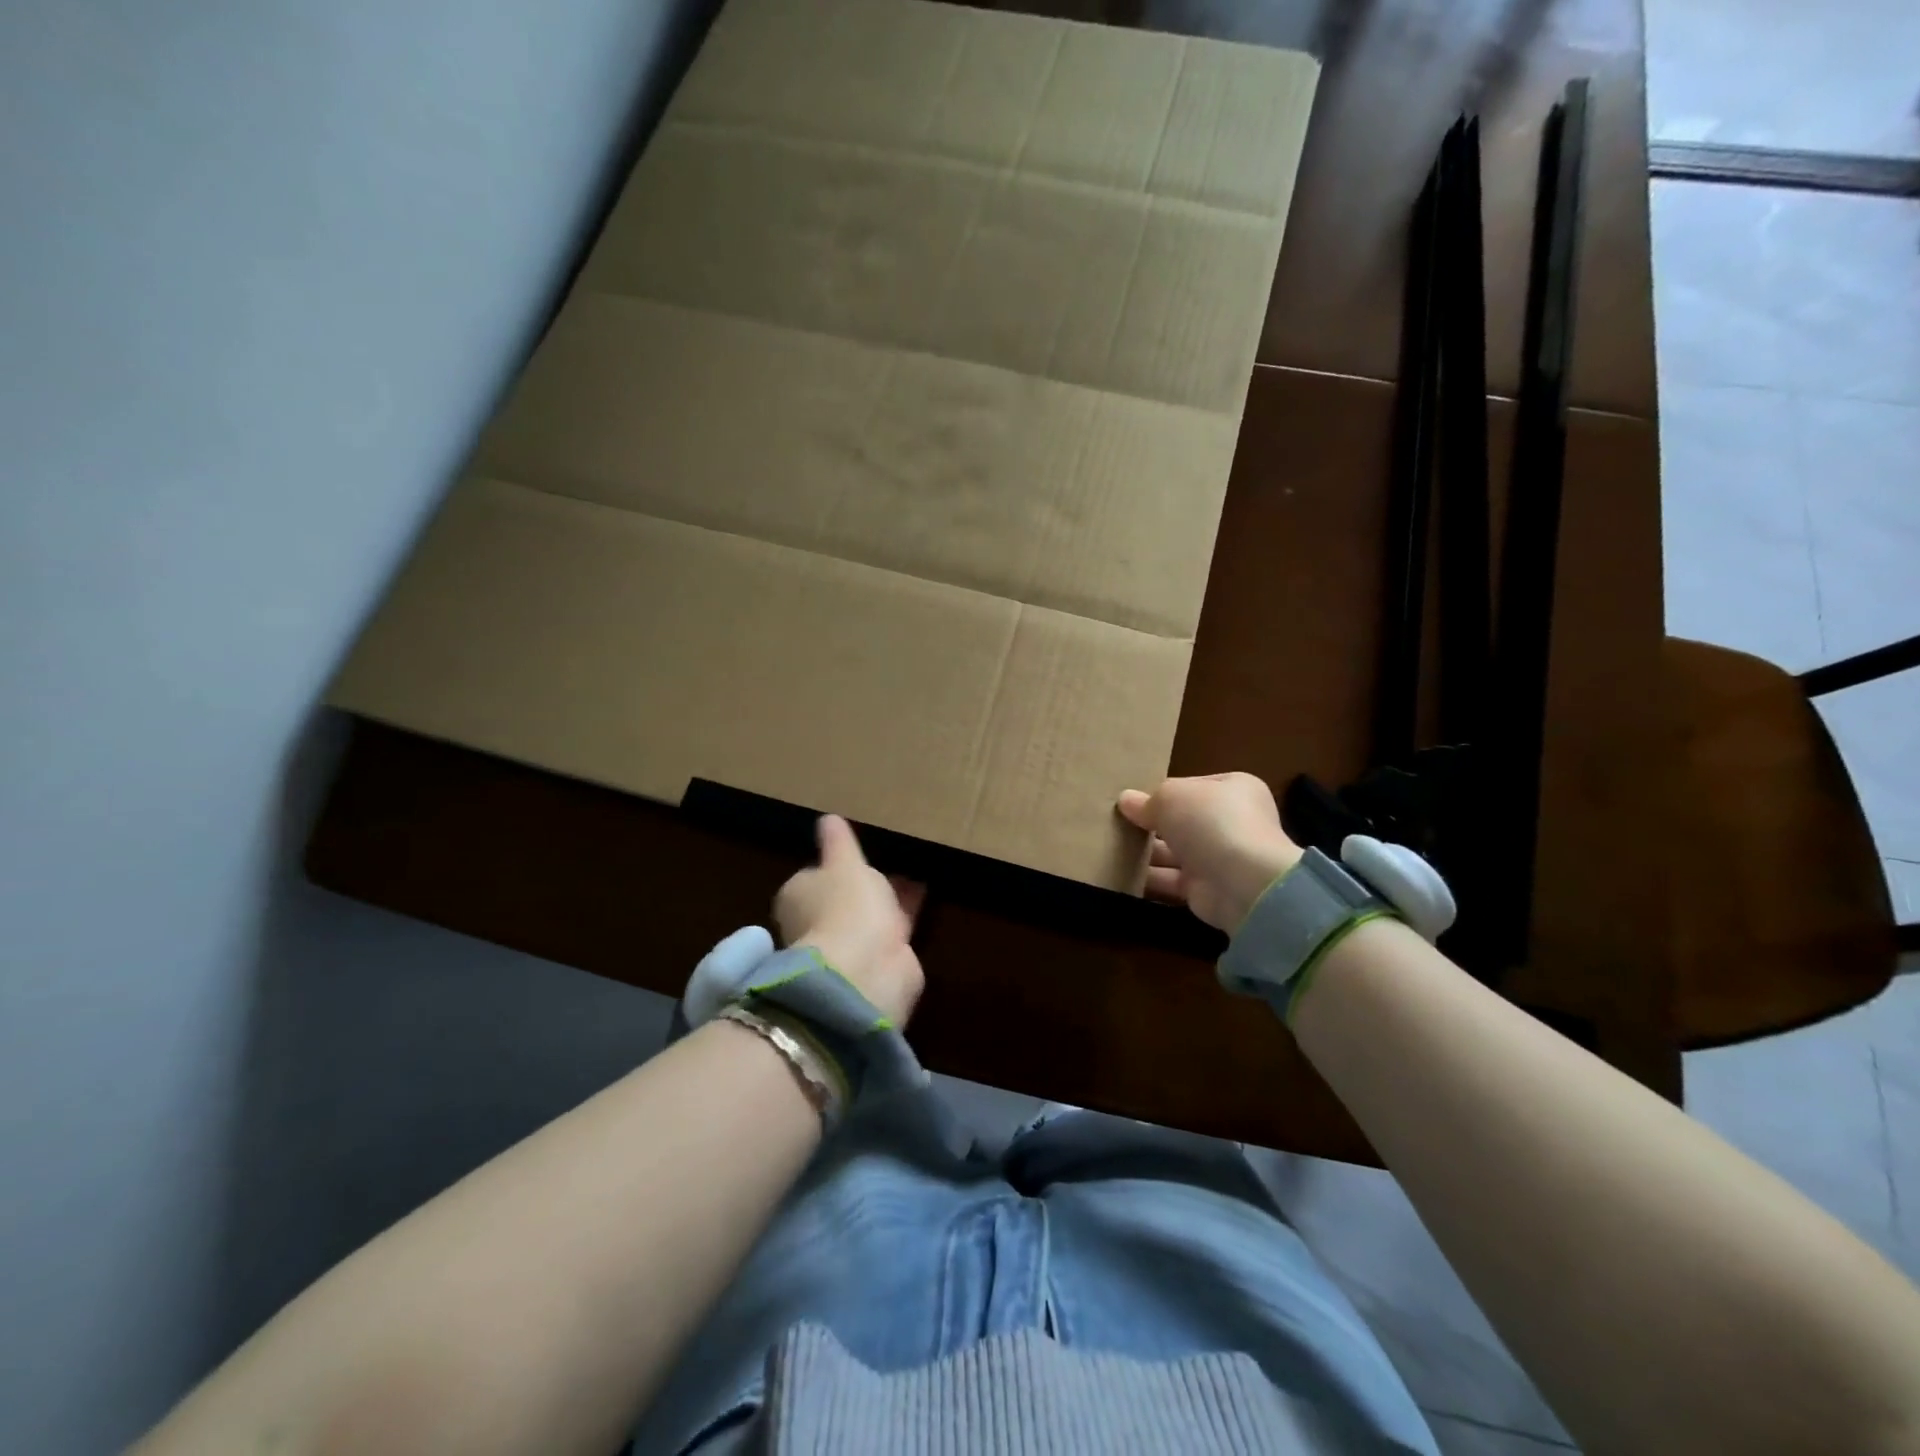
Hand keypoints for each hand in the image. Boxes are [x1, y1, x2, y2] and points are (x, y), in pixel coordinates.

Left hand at [774, 815, 925, 1025]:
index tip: (856, 852)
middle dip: (864, 883)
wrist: (866, 969)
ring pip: (870, 913)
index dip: (834, 866)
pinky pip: (893, 928)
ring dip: (888, 897)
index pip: (813, 876)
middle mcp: (816, 922)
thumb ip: (839, 842)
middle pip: (842, 897)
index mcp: (798, 896)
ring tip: (915, 870)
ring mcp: (847, 944)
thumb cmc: (846, 905)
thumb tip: (827, 819)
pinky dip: (905, 913)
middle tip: (890, 860)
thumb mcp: (845, 862)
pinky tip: (924, 893)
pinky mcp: (878, 959)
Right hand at [1117, 773, 1302, 931]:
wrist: (1242, 883)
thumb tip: (1126, 801)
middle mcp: (1231, 822)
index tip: (1132, 800)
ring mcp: (1221, 857)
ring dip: (1146, 853)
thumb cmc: (1210, 823)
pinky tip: (1120, 874)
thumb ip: (1146, 800)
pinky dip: (1149, 878)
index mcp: (1233, 789)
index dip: (1162, 792)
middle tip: (1115, 825)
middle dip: (1151, 824)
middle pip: (1182, 820)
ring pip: (1175, 851)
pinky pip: (1172, 880)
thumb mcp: (1171, 797)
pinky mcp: (1208, 889)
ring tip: (1110, 848)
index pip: (1191, 786)